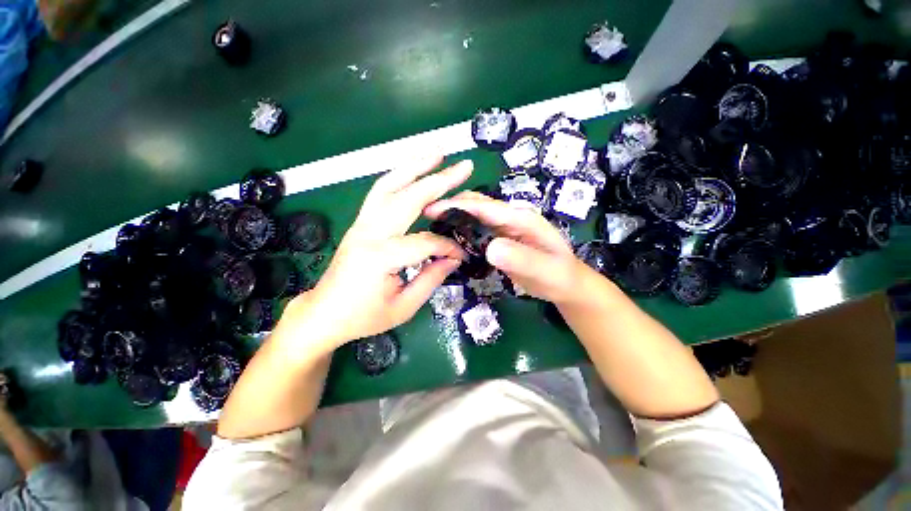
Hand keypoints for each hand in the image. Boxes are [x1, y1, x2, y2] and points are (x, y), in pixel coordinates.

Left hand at [277, 156, 472, 350]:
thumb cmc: (363, 317)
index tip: (462, 254)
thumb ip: (432, 279)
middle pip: (408, 198)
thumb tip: (454, 257)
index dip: (448, 247)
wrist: (324, 313)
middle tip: (464, 166)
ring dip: (415, 166)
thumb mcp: (404, 307)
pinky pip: (381, 191)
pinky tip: (414, 170)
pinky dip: (400, 176)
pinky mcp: (360, 222)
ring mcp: (362, 223)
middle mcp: (369, 232)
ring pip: (390, 184)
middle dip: (439, 181)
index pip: (425, 242)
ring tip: (438, 151)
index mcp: (380, 257)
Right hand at [425, 191, 595, 304]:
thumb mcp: (546, 270)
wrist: (565, 284)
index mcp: (522, 218)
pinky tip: (450, 240)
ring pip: (474, 216)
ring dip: (454, 218)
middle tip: (426, 219)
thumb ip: (522, 259)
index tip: (432, 210)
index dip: (458, 206)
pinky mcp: (499, 239)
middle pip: (477, 205)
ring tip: (433, 228)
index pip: (486, 207)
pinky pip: (476, 231)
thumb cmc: (559, 276)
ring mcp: (504, 228)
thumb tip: (490, 248)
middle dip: (451, 207)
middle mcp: (511, 217)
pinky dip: (462, 232)